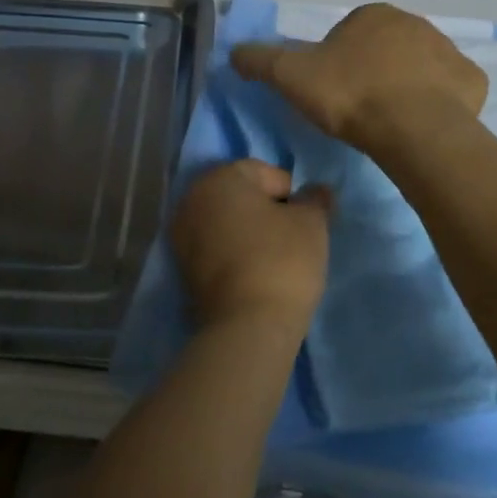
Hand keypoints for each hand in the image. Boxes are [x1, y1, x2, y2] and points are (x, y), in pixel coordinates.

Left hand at [170, 160, 329, 334]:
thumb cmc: (281, 260)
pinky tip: (256, 273)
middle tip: (293, 236)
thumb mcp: (311, 223)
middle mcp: (191, 200)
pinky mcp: (182, 270)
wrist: (247, 326)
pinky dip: (234, 253)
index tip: (305, 220)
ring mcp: (181, 236)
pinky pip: (215, 248)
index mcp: (218, 178)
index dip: (290, 193)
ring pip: (226, 222)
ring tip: (276, 258)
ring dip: (249, 232)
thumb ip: (314, 199)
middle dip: (266, 210)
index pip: (263, 171)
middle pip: (239, 195)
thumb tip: (315, 191)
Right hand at [231, 3, 487, 154]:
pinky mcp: (473, 82)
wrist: (412, 128)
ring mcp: (449, 51)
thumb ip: (259, 59)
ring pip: (420, 67)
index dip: (335, 64)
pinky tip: (421, 127)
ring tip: (388, 122)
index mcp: (373, 15)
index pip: (348, 34)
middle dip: (373, 72)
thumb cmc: (350, 94)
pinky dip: (439, 104)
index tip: (330, 93)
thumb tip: (234, 52)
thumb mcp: (290, 76)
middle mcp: (415, 23)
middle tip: (357, 109)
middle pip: (385, 49)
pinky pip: (451, 90)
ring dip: (406, 86)